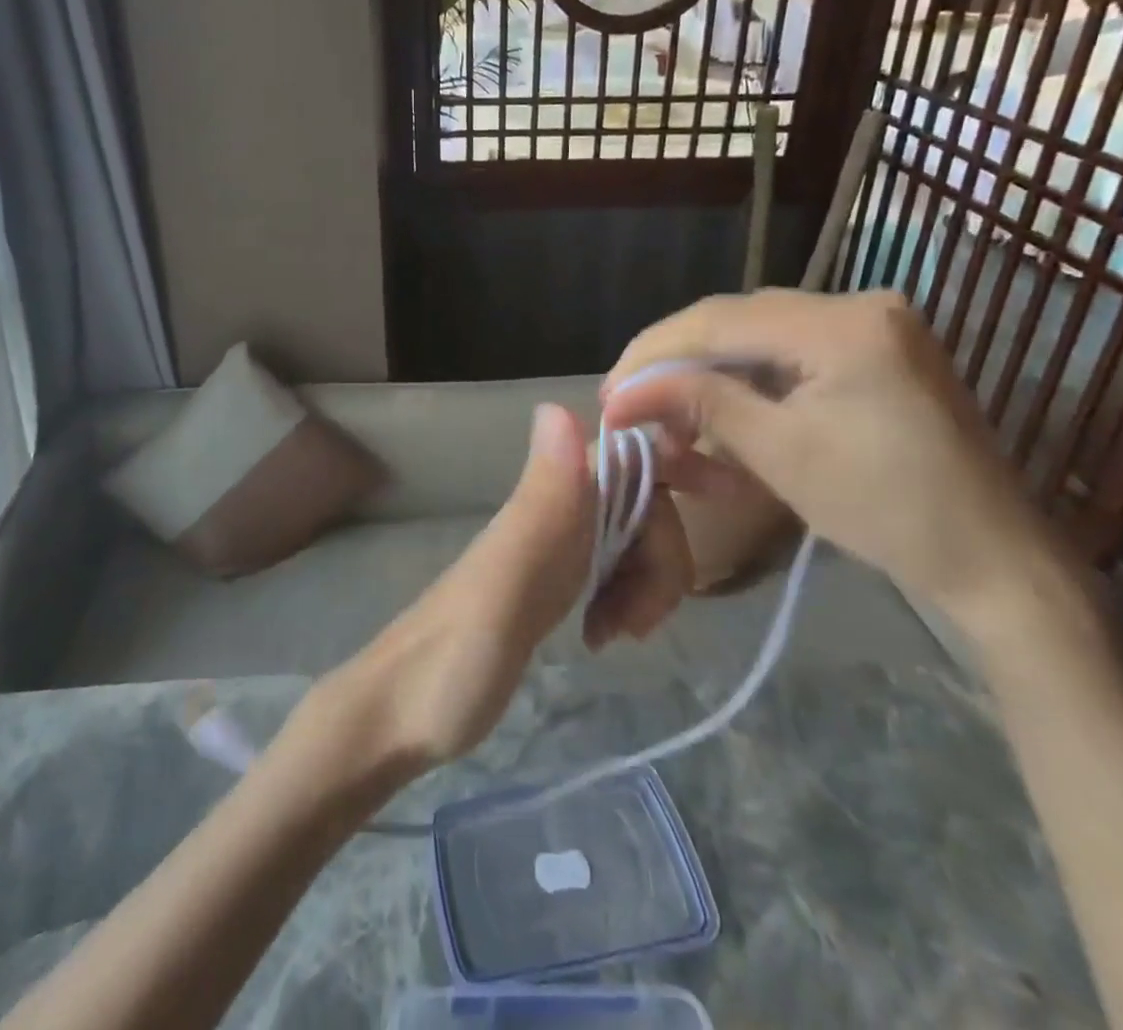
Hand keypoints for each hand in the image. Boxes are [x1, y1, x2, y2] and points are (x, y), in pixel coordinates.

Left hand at [314, 404, 692, 771]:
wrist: (397, 717)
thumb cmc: (451, 662)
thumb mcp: (503, 586)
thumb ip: (538, 504)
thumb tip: (560, 405)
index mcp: (544, 507)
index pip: (625, 457)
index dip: (673, 462)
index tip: (726, 495)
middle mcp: (549, 517)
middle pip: (640, 504)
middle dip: (663, 556)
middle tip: (639, 623)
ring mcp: (549, 553)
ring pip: (629, 540)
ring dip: (648, 583)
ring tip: (617, 637)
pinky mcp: (548, 589)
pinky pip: (610, 572)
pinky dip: (626, 599)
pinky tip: (604, 637)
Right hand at [600, 289, 1053, 613]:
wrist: (995, 561)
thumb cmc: (887, 511)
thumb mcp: (780, 454)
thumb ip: (699, 403)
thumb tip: (622, 393)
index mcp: (844, 323)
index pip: (719, 320)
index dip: (653, 354)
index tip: (609, 394)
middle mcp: (860, 302)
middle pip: (736, 318)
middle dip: (675, 360)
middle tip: (628, 401)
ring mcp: (873, 322)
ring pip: (757, 332)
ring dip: (707, 368)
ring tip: (665, 409)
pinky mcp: (876, 347)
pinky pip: (789, 348)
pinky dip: (746, 376)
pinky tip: (718, 403)